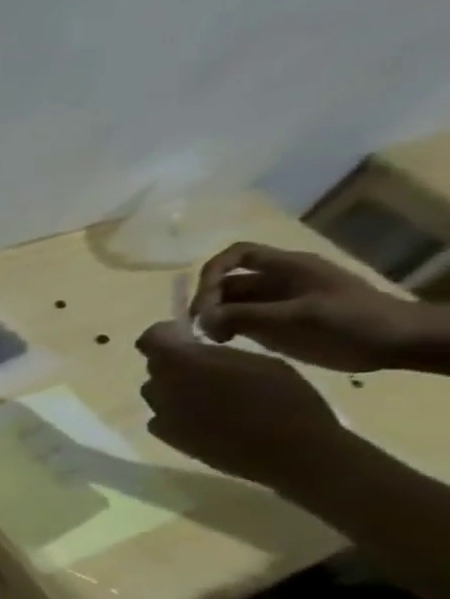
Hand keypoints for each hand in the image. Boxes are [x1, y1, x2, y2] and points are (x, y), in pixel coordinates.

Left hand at [136, 320, 349, 487]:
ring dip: (177, 389)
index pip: (150, 339)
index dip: (165, 335)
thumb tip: (192, 350)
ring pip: (159, 392)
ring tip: (214, 397)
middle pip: (157, 367)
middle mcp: (160, 386)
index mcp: (181, 362)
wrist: (290, 451)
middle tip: (210, 370)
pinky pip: (162, 417)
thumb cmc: (284, 399)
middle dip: (177, 364)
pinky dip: (178, 414)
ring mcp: (159, 413)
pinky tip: (208, 420)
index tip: (186, 337)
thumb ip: (214, 354)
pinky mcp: (164, 436)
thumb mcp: (257, 361)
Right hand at [191, 241, 426, 371]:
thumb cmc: (351, 321)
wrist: (396, 342)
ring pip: (228, 304)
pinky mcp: (275, 324)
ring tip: (214, 339)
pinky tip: (225, 343)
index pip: (237, 255)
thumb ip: (245, 315)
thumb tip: (201, 318)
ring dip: (213, 318)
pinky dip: (223, 329)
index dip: (213, 271)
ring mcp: (275, 303)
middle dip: (208, 302)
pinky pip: (238, 320)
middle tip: (202, 328)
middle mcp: (276, 281)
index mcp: (287, 268)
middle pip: (226, 283)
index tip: (204, 300)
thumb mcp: (297, 315)